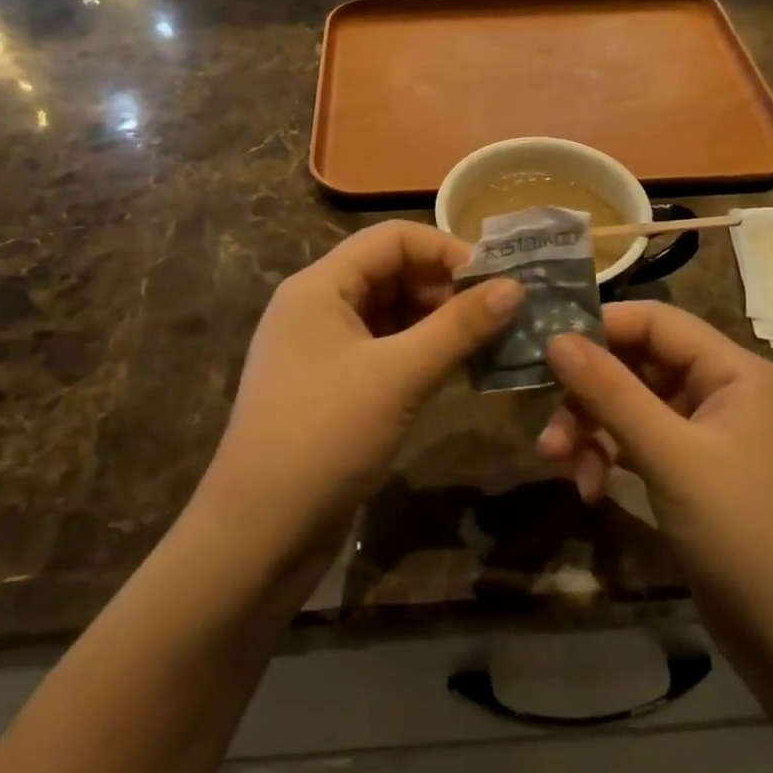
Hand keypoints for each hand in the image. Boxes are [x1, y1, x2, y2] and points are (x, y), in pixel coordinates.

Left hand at [196, 222, 521, 576]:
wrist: (257, 534)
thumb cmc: (325, 436)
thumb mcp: (399, 375)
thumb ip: (458, 327)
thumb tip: (515, 288)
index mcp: (320, 285)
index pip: (391, 239)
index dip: (445, 250)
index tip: (495, 281)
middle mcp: (317, 306)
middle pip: (391, 272)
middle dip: (445, 288)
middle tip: (499, 314)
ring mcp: (321, 348)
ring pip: (390, 313)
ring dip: (438, 322)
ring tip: (488, 341)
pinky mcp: (331, 386)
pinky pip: (383, 349)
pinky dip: (420, 352)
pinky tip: (456, 369)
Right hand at [539, 303, 772, 674]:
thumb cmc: (745, 535)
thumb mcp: (671, 458)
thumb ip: (611, 392)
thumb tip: (555, 338)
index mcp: (733, 372)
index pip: (655, 321)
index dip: (600, 328)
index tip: (545, 349)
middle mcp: (722, 392)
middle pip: (637, 365)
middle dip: (588, 394)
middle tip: (548, 428)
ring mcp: (708, 435)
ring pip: (632, 406)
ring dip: (592, 431)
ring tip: (559, 466)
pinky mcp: (694, 473)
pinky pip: (640, 444)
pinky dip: (610, 459)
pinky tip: (589, 490)